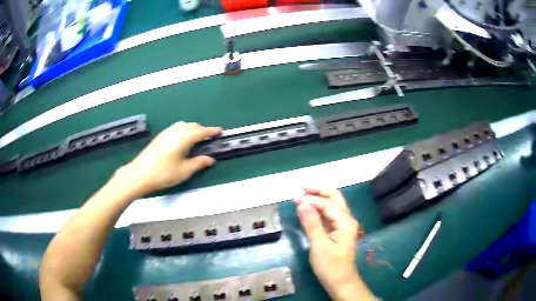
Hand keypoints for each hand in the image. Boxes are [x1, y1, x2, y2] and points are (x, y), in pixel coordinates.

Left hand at [118, 122, 221, 195]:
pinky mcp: (160, 136)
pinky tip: (182, 140)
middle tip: (209, 138)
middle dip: (202, 130)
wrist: (140, 173)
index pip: (201, 131)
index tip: (220, 131)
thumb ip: (199, 163)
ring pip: (183, 125)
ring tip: (196, 139)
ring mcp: (166, 132)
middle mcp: (176, 131)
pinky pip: (176, 128)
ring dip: (192, 129)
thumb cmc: (164, 173)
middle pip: (192, 126)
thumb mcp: (184, 171)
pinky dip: (184, 130)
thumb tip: (210, 159)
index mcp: (184, 138)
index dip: (211, 131)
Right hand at [295, 188, 374, 300]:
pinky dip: (319, 208)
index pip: (327, 204)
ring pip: (332, 205)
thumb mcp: (319, 246)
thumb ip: (311, 224)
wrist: (341, 282)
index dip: (311, 200)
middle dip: (318, 190)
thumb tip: (302, 203)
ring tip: (302, 195)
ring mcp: (343, 225)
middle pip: (334, 197)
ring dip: (319, 198)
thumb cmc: (331, 267)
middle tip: (300, 188)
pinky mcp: (338, 231)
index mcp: (345, 222)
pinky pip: (329, 214)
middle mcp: (347, 219)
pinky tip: (309, 209)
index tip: (294, 199)